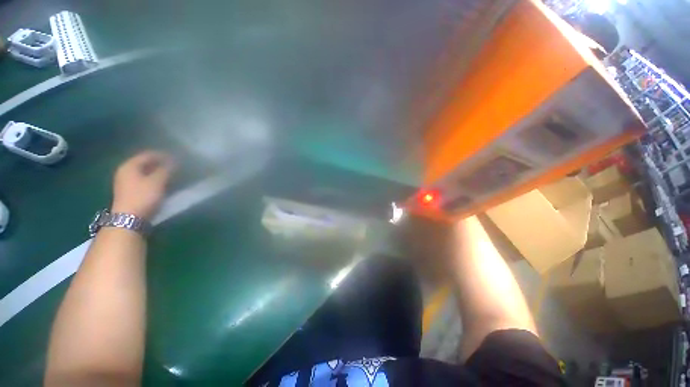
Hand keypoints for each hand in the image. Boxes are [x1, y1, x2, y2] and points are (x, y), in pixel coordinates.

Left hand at [111, 151, 174, 219]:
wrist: (129, 219)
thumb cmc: (143, 197)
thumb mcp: (157, 181)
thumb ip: (166, 169)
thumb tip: (174, 160)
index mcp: (129, 166)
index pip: (148, 155)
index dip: (163, 155)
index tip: (177, 157)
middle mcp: (125, 171)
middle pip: (145, 163)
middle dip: (161, 163)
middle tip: (176, 166)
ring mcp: (126, 182)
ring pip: (145, 172)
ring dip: (158, 172)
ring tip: (172, 174)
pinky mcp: (130, 191)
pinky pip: (144, 180)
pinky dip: (154, 179)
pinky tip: (163, 183)